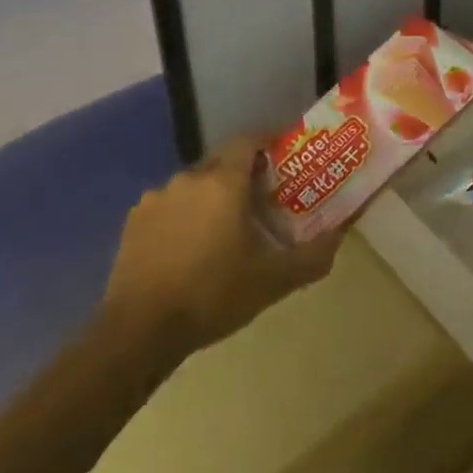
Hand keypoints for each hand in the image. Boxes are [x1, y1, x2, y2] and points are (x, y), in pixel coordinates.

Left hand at [100, 134, 339, 362]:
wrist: (139, 332)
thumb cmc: (213, 294)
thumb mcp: (274, 280)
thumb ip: (313, 256)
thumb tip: (339, 236)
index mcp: (223, 181)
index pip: (248, 140)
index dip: (268, 143)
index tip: (284, 160)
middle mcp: (188, 179)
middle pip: (222, 163)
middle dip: (243, 175)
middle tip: (262, 201)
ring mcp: (155, 200)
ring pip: (193, 186)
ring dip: (211, 198)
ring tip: (225, 228)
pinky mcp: (133, 224)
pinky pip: (168, 207)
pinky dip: (183, 217)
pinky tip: (190, 248)